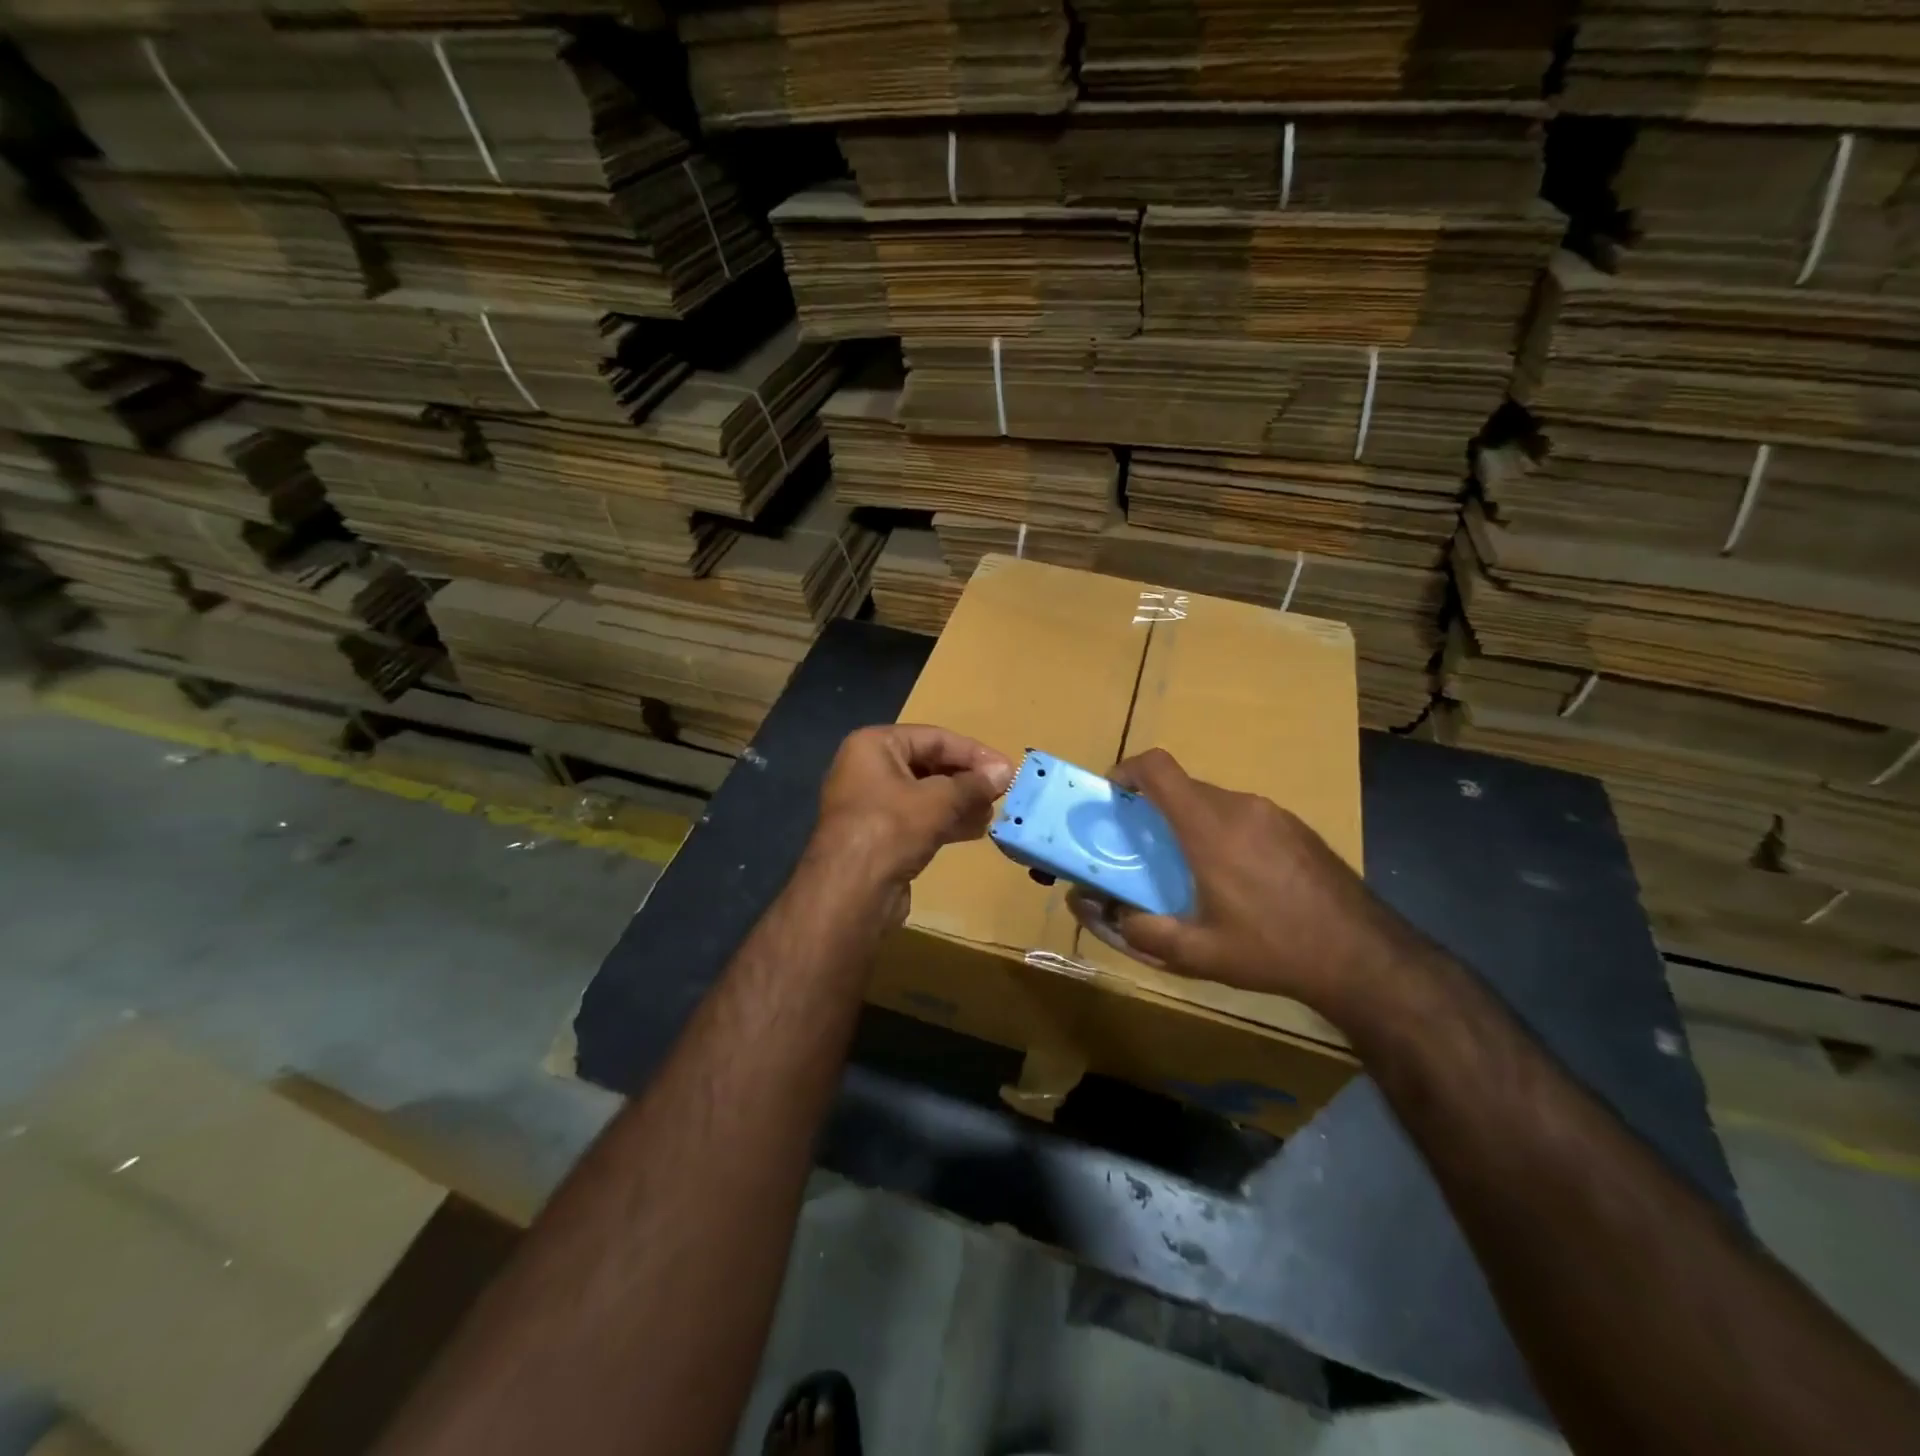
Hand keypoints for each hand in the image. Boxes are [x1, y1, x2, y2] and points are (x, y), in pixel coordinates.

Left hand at [808, 724, 1013, 922]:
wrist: (850, 892)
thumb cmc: (891, 828)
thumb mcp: (939, 801)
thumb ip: (973, 785)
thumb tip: (1006, 772)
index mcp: (874, 745)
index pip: (934, 738)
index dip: (973, 752)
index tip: (1007, 769)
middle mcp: (868, 768)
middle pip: (929, 764)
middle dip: (967, 779)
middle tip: (1002, 792)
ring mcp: (871, 804)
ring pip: (925, 795)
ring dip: (960, 802)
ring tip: (993, 812)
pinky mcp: (879, 836)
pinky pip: (918, 819)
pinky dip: (945, 822)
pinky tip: (975, 830)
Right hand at [1068, 749, 1421, 1020]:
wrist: (1362, 956)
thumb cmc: (1272, 950)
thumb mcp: (1197, 954)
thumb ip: (1141, 931)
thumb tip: (1104, 913)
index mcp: (1209, 827)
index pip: (1158, 768)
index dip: (1127, 771)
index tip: (1112, 796)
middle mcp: (1240, 806)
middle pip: (1183, 786)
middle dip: (1155, 808)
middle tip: (1145, 849)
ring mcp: (1273, 813)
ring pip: (1214, 801)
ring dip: (1191, 822)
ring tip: (1191, 869)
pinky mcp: (1296, 826)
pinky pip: (1244, 814)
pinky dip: (1224, 831)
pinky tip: (1238, 879)